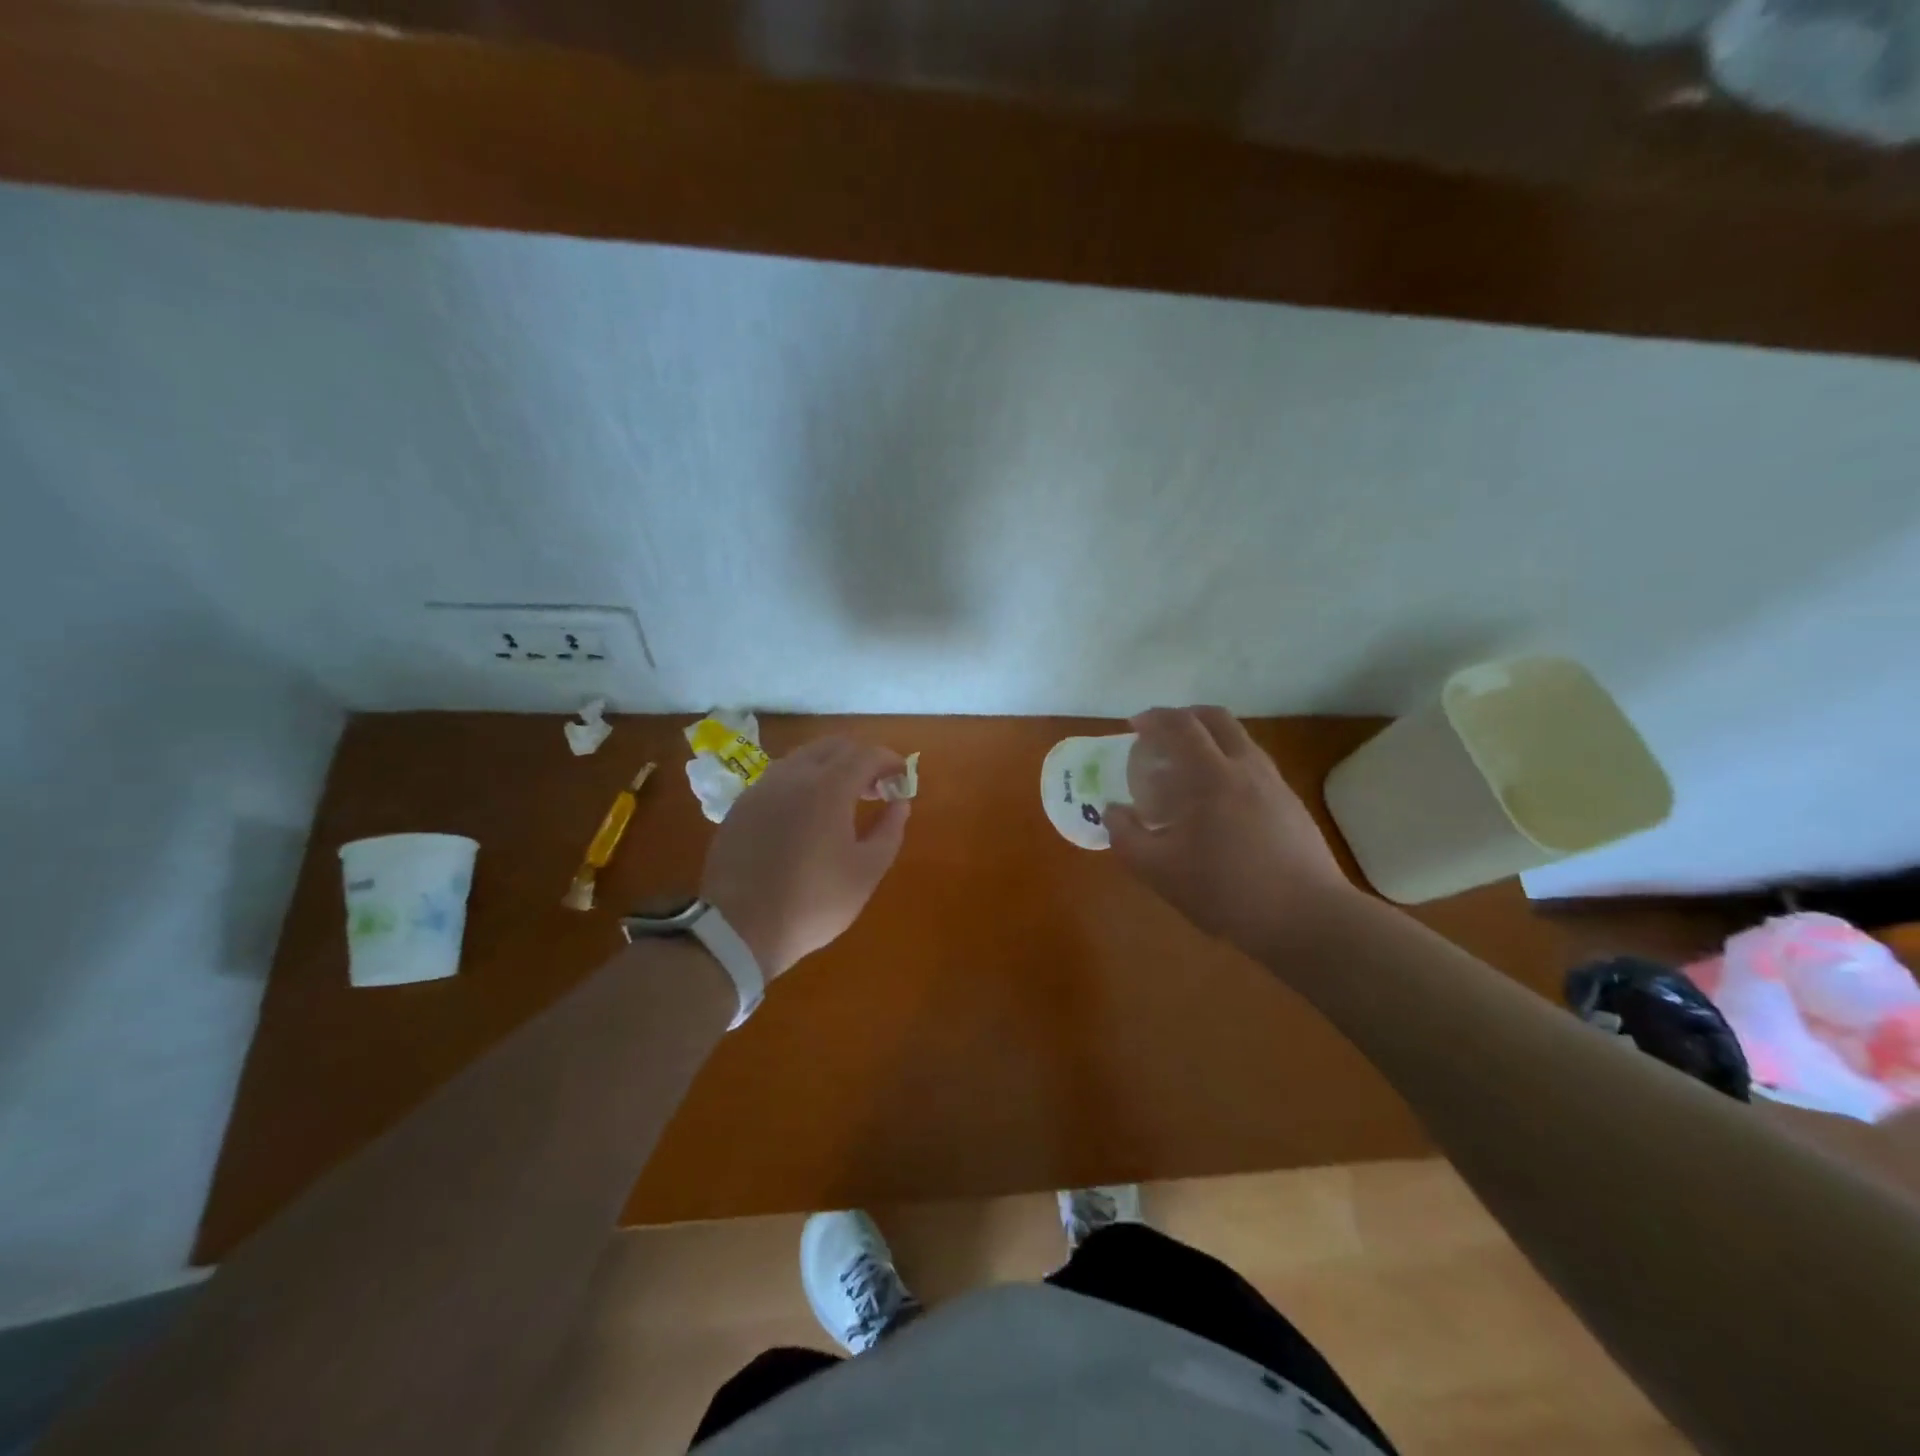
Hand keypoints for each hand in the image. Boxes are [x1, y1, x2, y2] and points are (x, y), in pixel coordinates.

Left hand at [699, 737, 911, 978]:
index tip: (902, 779)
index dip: (890, 761)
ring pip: (804, 757)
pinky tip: (807, 815)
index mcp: (828, 787)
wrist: (738, 928)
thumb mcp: (866, 872)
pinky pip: (780, 778)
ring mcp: (762, 788)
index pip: (867, 754)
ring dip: (831, 768)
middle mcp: (793, 775)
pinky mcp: (742, 805)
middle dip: (861, 759)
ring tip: (843, 802)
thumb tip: (899, 803)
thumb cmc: (813, 902)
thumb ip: (889, 830)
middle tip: (876, 789)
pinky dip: (803, 782)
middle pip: (834, 746)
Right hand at [1106, 707, 1355, 954]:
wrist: (1307, 918)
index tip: (1135, 725)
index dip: (1154, 718)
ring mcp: (1275, 784)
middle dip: (1185, 717)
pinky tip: (1219, 804)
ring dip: (1210, 741)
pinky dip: (1229, 766)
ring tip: (1187, 772)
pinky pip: (1253, 767)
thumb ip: (1126, 836)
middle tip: (1162, 737)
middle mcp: (1246, 767)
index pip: (1181, 725)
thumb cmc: (1226, 890)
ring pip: (1240, 741)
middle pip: (1216, 719)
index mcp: (1211, 775)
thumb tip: (1113, 811)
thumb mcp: (1159, 871)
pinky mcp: (1292, 805)